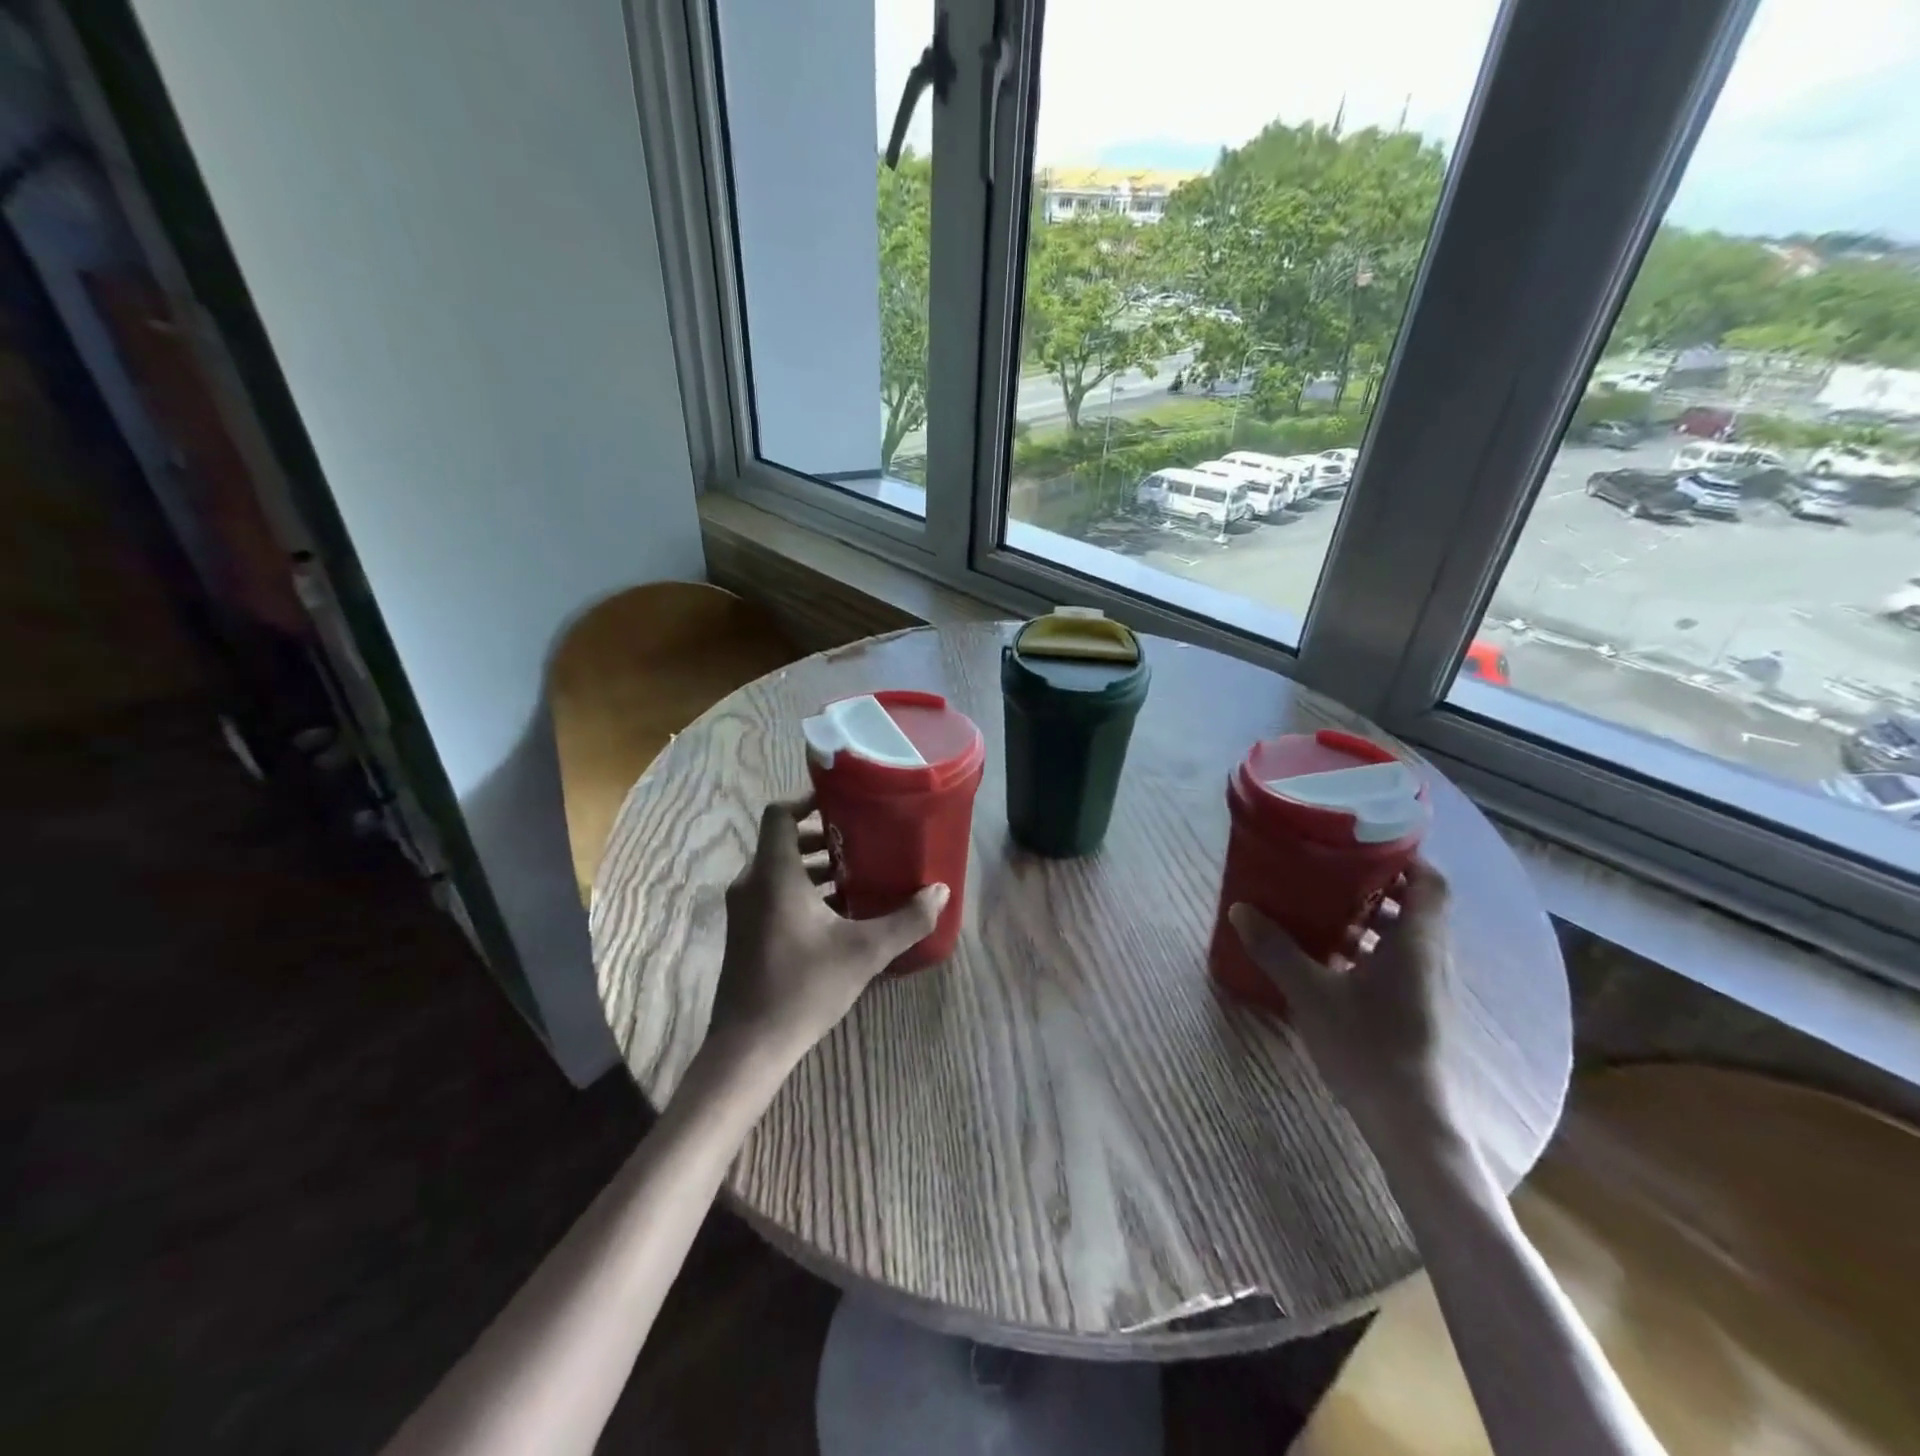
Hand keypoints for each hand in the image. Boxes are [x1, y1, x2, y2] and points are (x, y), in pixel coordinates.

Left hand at [707, 795, 948, 1066]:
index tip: (843, 802)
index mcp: (774, 875)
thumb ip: (906, 920)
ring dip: (813, 865)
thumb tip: (941, 892)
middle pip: (783, 840)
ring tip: (856, 873)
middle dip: (821, 835)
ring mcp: (744, 909)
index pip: (780, 814)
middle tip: (861, 839)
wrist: (749, 1046)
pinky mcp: (745, 931)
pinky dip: (801, 889)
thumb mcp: (864, 952)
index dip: (807, 800)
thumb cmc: (803, 988)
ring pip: (778, 868)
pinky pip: (773, 892)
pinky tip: (837, 911)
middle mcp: (752, 883)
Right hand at [1229, 860, 1463, 1155]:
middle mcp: (1431, 958)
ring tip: (1326, 910)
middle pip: (1418, 906)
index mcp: (1416, 942)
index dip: (1407, 857)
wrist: (1409, 1119)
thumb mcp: (1311, 993)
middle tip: (1333, 872)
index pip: (1430, 882)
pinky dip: (1373, 949)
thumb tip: (1240, 910)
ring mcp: (1429, 987)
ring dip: (1374, 919)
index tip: (1368, 844)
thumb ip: (1276, 949)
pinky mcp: (1420, 1010)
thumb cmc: (1368, 1044)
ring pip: (1408, 936)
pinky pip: (1401, 962)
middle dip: (1379, 886)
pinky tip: (1333, 960)